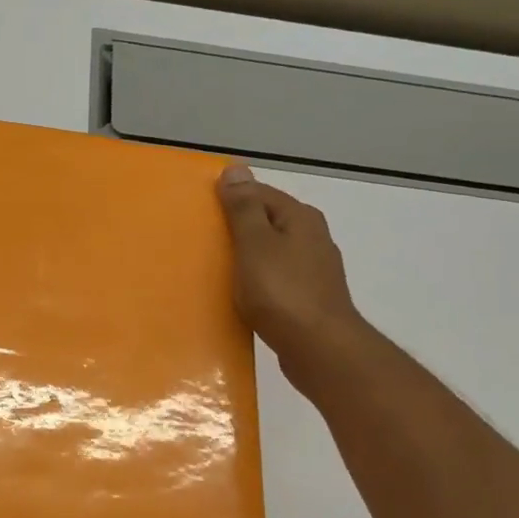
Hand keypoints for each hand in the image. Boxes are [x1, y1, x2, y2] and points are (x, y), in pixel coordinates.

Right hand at [216, 165, 363, 378]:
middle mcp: (312, 238)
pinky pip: (276, 280)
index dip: (230, 198)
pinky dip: (258, 282)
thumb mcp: (255, 244)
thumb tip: (236, 168)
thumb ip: (244, 208)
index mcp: (300, 218)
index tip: (200, 211)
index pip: (260, 193)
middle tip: (203, 240)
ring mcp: (314, 271)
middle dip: (238, 228)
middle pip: (268, 222)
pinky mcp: (309, 299)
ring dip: (248, 257)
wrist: (319, 348)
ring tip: (217, 269)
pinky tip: (242, 296)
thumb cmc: (282, 292)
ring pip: (272, 253)